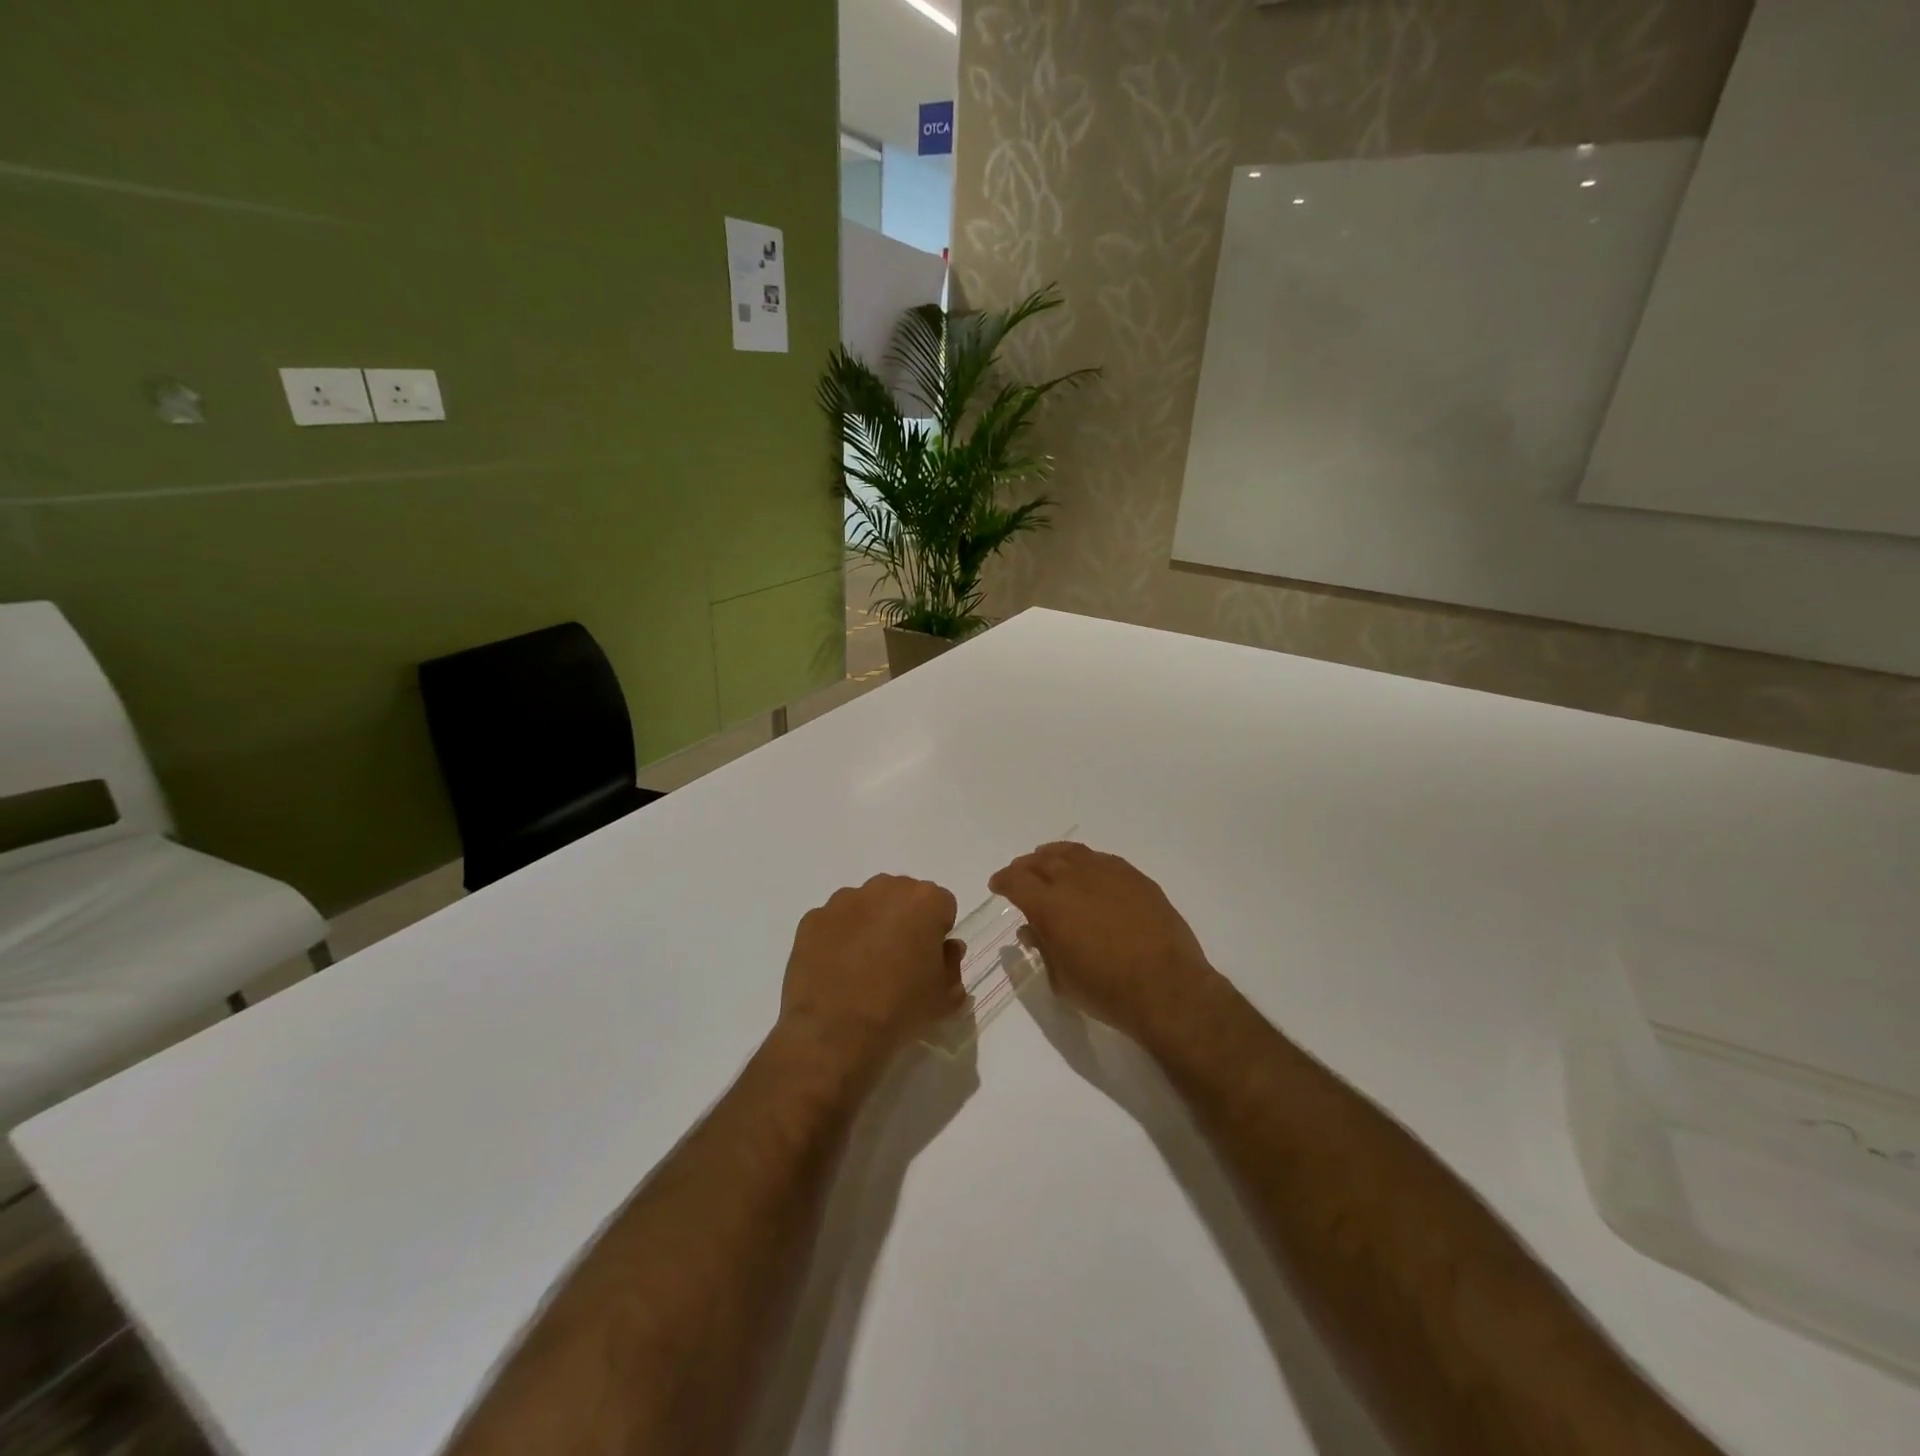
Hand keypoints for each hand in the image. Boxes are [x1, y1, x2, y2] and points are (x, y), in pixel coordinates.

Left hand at [778, 874, 966, 1071]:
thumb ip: (953, 966)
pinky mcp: (813, 918)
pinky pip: (834, 921)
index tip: (930, 960)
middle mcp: (884, 889)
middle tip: (899, 960)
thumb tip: (946, 950)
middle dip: (905, 920)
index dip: (939, 932)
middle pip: (903, 896)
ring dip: (871, 924)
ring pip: (867, 904)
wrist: (834, 1032)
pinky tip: (837, 970)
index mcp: (924, 901)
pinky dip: (838, 937)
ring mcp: (843, 901)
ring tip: (863, 967)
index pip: (942, 905)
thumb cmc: (899, 1009)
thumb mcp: (944, 997)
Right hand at [989, 842, 1217, 1042]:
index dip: (1003, 881)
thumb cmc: (1106, 990)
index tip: (998, 886)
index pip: (1016, 880)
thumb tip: (1031, 928)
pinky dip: (1086, 861)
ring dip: (1054, 856)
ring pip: (1072, 853)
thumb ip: (1042, 947)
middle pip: (1041, 860)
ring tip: (1049, 861)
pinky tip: (1087, 871)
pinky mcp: (1135, 877)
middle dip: (1025, 866)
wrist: (1166, 987)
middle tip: (1020, 874)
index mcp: (1049, 904)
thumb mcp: (1061, 979)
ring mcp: (1107, 873)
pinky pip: (1102, 859)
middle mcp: (1074, 879)